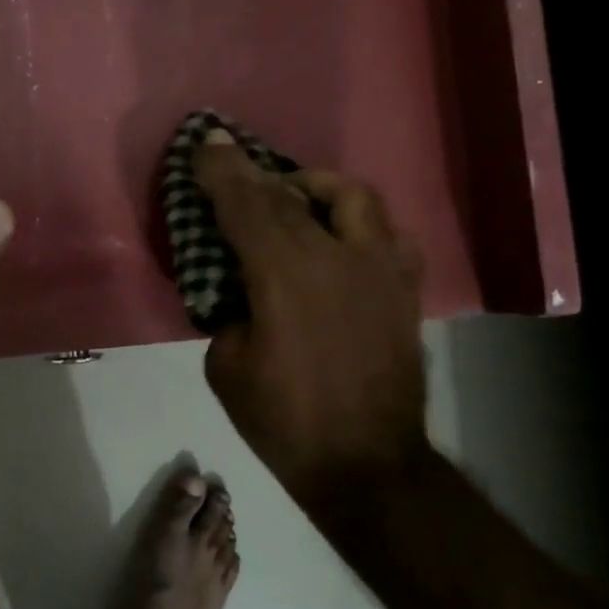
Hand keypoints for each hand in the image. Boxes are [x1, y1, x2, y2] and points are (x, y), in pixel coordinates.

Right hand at [194, 132, 428, 504]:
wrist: (367, 465)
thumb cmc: (284, 421)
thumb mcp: (227, 364)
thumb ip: (228, 308)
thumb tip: (239, 283)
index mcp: (287, 276)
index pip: (247, 205)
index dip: (222, 171)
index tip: (204, 144)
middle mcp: (338, 257)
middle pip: (291, 193)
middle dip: (254, 171)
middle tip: (232, 161)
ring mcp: (380, 269)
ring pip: (353, 196)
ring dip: (314, 186)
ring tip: (292, 197)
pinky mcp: (403, 288)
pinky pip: (384, 230)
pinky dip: (353, 219)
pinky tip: (337, 235)